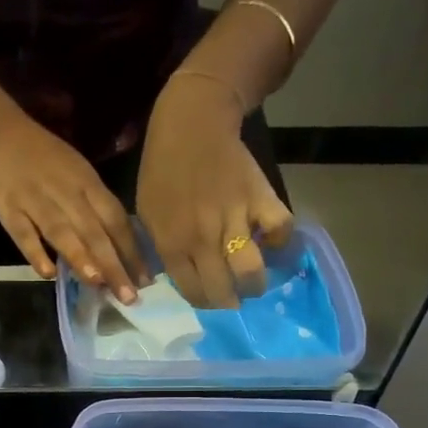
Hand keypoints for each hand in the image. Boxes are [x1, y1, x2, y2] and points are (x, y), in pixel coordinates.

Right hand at [0, 113, 144, 301]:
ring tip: (97, 283)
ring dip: (80, 257)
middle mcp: (66, 193)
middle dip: (113, 265)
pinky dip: (35, 252)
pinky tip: (48, 273)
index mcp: (88, 184)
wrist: (1, 132)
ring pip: (61, 232)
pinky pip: (23, 233)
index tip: (145, 281)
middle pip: (93, 232)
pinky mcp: (9, 209)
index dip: (131, 250)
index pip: (115, 220)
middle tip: (128, 296)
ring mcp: (36, 201)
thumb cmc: (47, 158)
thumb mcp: (80, 174)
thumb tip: (121, 249)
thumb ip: (97, 209)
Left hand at [135, 74, 294, 308]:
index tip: (209, 299)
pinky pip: (279, 231)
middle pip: (223, 291)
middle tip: (234, 298)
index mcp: (173, 244)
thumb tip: (171, 278)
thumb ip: (159, 248)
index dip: (204, 302)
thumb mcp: (146, 214)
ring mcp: (234, 219)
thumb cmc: (162, 170)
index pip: (193, 292)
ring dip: (255, 284)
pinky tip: (273, 246)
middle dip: (229, 302)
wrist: (191, 125)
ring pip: (250, 271)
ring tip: (255, 283)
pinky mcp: (260, 198)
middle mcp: (203, 239)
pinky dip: (281, 243)